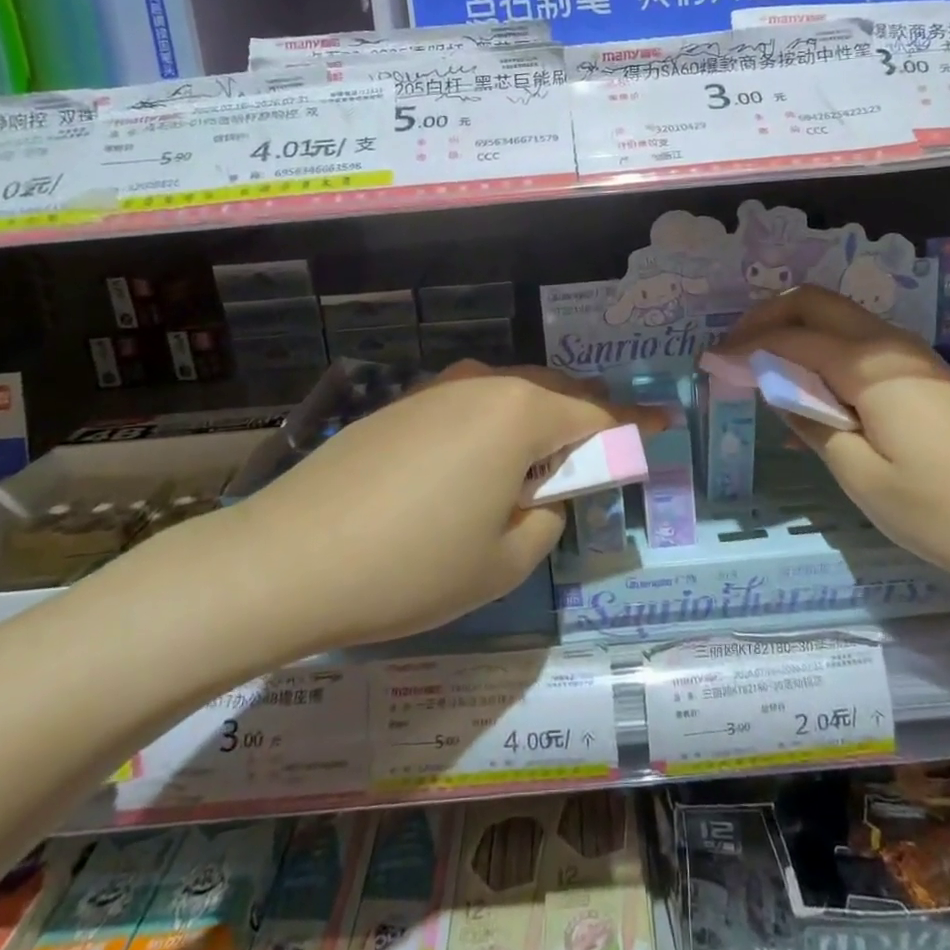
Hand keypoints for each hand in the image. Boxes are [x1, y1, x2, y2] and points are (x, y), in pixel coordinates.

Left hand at [171, 364, 660, 657]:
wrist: (285, 560)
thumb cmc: (411, 567)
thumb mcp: (505, 560)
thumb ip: (547, 515)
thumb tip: (544, 491)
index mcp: (520, 413)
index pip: (598, 415)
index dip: (635, 426)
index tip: (664, 425)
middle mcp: (482, 382)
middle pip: (555, 392)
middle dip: (587, 419)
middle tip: (601, 456)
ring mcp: (436, 388)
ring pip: (511, 393)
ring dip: (538, 421)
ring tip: (542, 464)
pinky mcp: (401, 404)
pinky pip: (471, 402)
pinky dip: (495, 424)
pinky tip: (481, 461)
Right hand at [719, 287, 949, 592]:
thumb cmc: (949, 512)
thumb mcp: (863, 478)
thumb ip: (812, 423)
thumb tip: (777, 389)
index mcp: (870, 366)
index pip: (791, 338)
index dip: (745, 347)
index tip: (708, 364)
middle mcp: (891, 346)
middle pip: (817, 304)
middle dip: (768, 319)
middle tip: (734, 355)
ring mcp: (915, 360)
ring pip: (841, 321)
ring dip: (797, 332)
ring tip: (763, 371)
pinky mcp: (928, 379)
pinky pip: (862, 348)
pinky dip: (824, 353)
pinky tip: (812, 394)